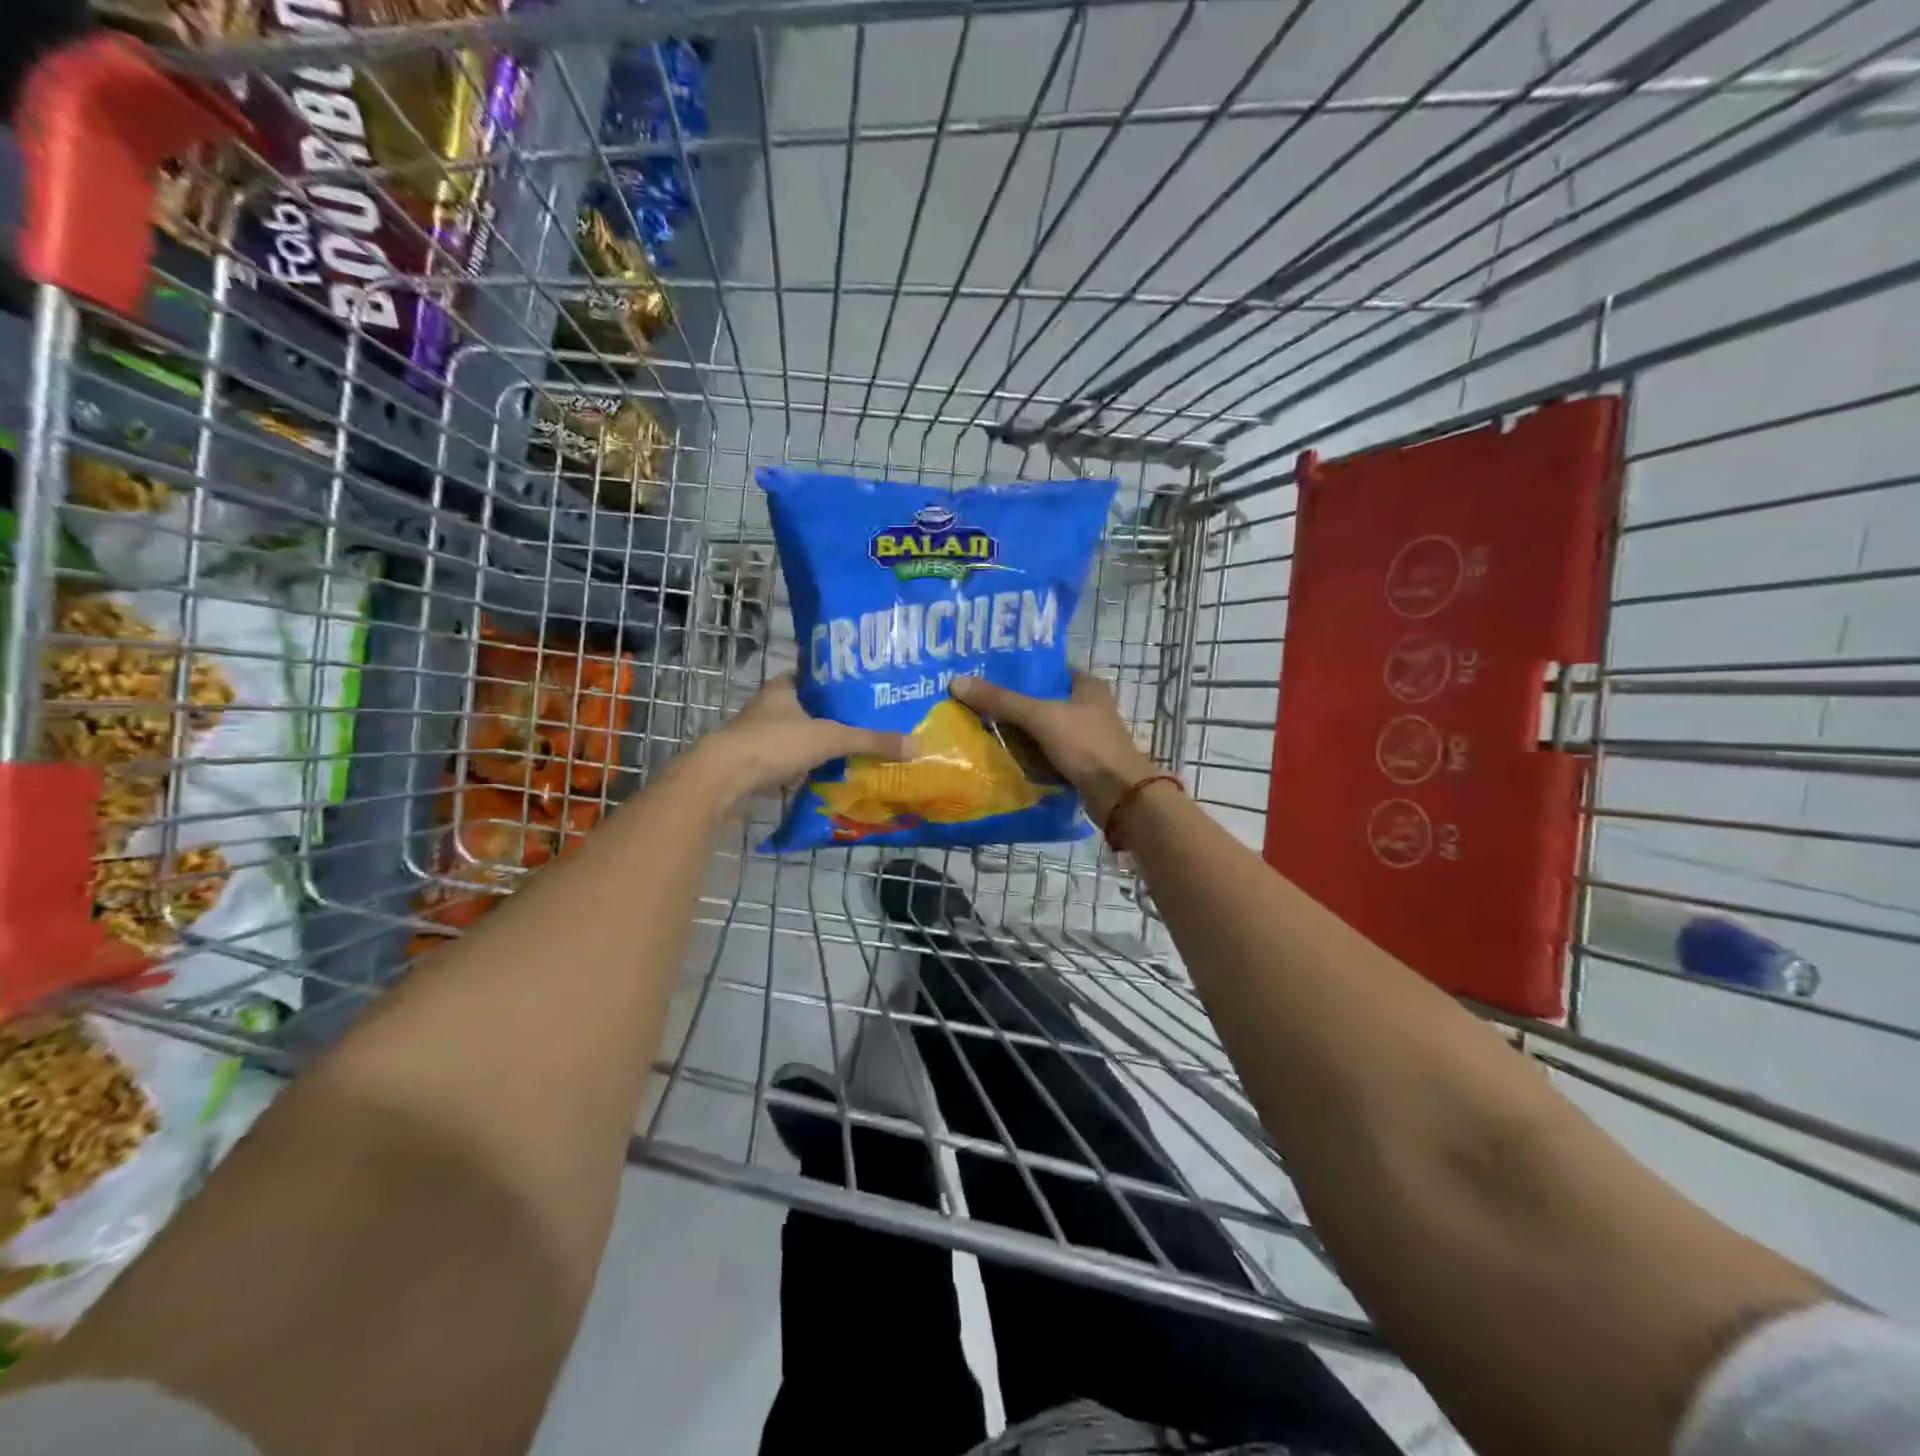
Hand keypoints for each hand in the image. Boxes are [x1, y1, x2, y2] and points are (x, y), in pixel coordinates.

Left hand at [699, 673, 909, 804]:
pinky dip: (807, 767)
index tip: (863, 688)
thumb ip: (870, 741)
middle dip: (832, 716)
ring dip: (819, 743)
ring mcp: (759, 737)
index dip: (836, 680)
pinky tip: (829, 774)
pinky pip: (789, 761)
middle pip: (807, 708)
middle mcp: (768, 708)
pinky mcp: (755, 764)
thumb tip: (916, 745)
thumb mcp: (830, 738)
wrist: (725, 778)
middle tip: (867, 722)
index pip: (813, 675)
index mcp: (783, 688)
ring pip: (797, 735)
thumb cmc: (776, 743)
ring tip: (854, 749)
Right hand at [950, 671, 1157, 822]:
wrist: (1119, 796)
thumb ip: (1001, 700)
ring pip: (1043, 729)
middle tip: (976, 702)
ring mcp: (1085, 738)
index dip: (1019, 671)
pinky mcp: (1080, 763)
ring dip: (1018, 733)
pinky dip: (1029, 756)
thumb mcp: (1040, 717)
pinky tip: (1003, 756)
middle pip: (1042, 700)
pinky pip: (1046, 754)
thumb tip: (957, 682)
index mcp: (1087, 686)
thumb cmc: (1085, 745)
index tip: (986, 673)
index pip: (1048, 669)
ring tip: (981, 728)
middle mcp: (1088, 707)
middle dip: (1012, 704)